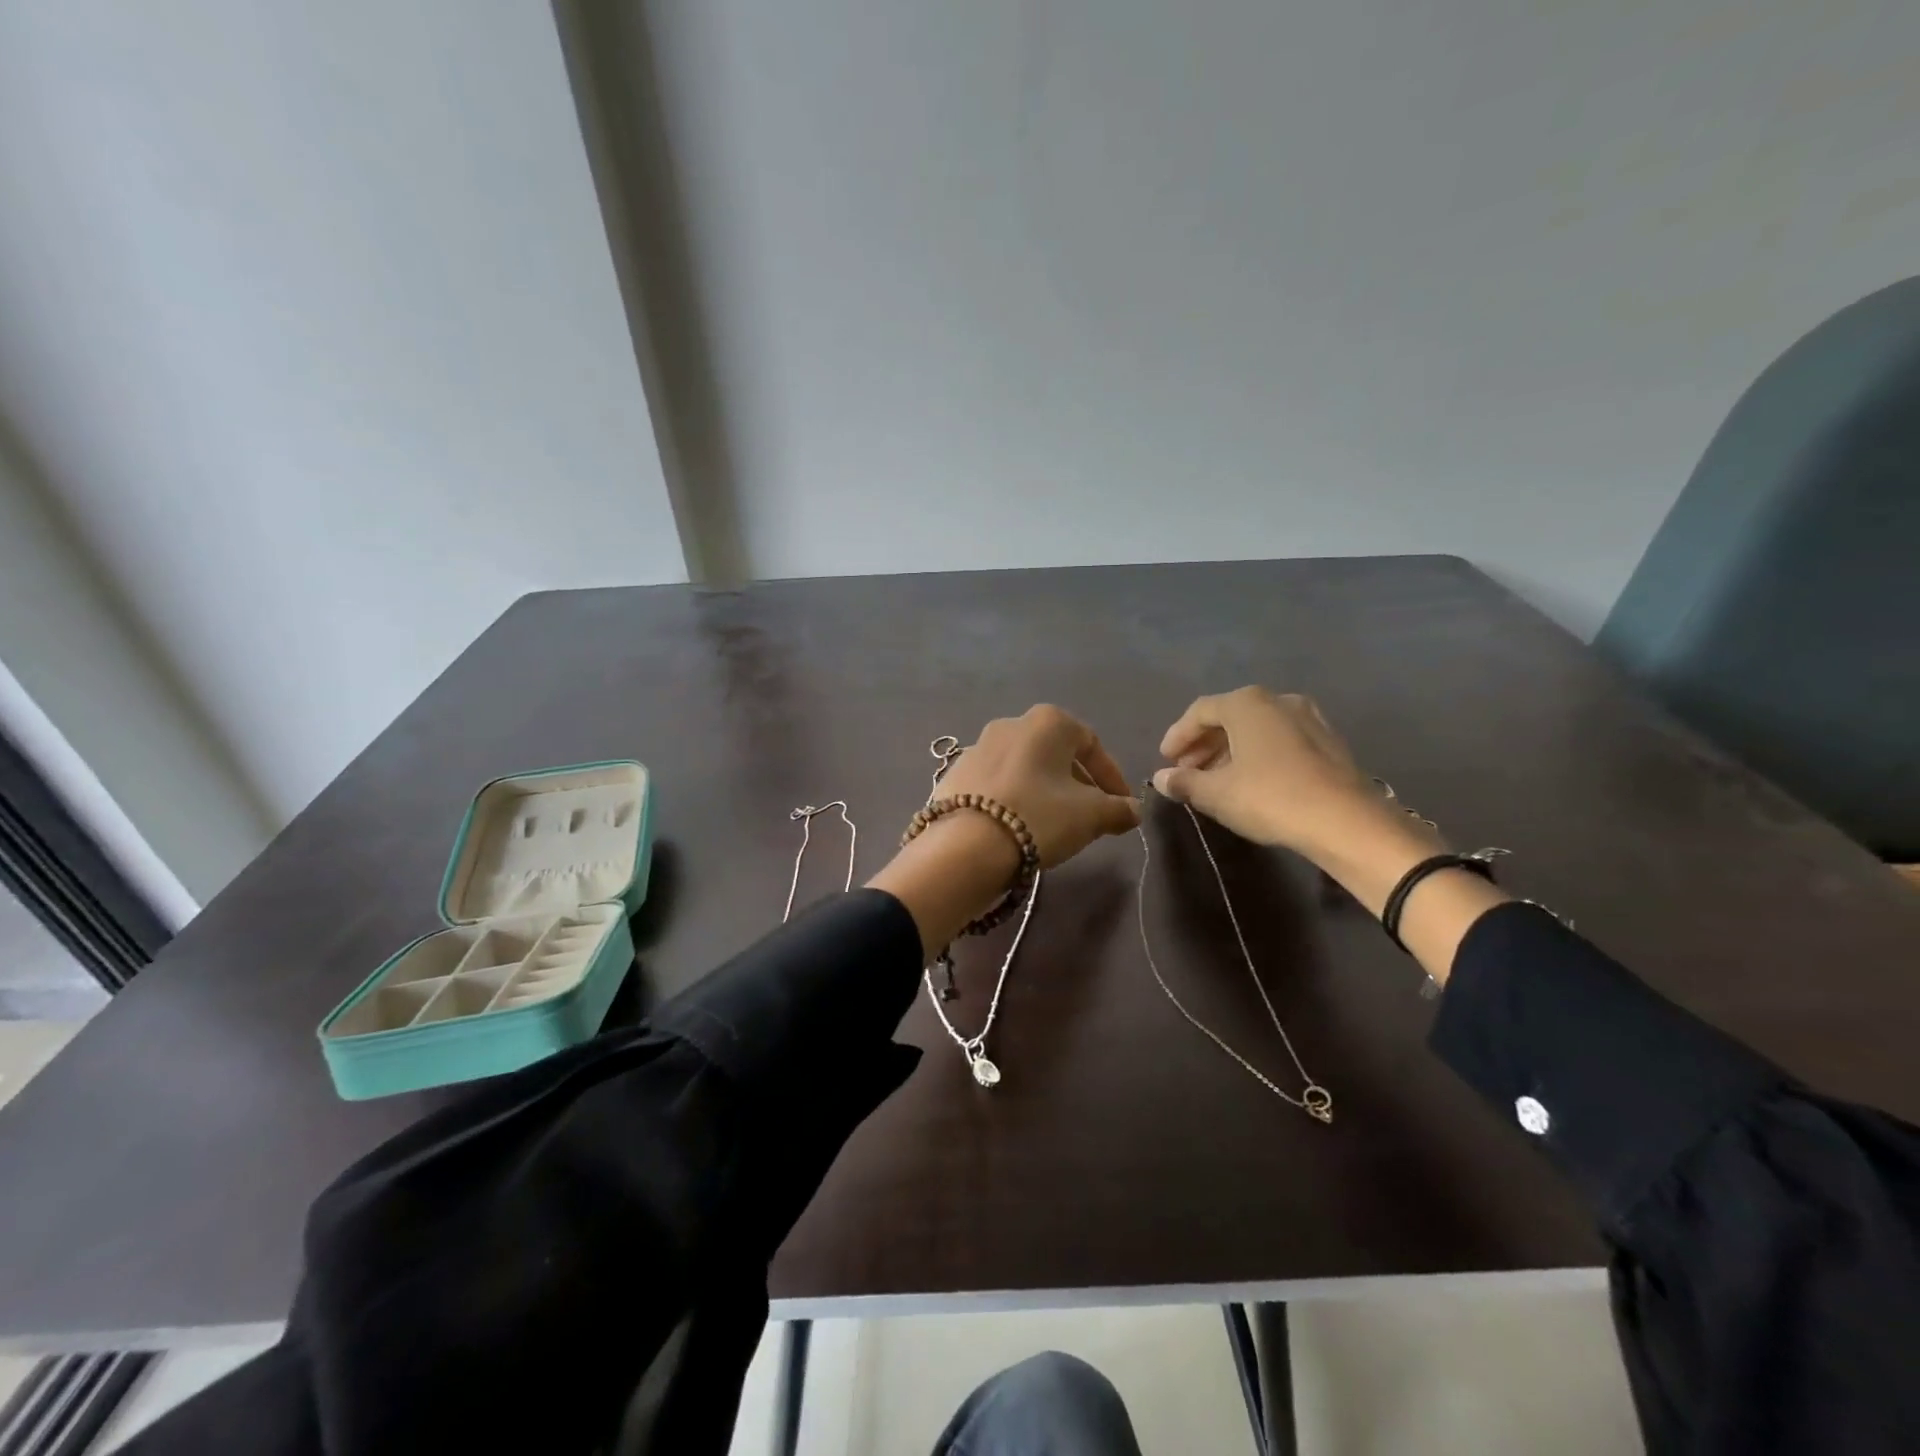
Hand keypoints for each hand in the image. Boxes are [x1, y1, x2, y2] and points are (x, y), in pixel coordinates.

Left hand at [869, 706, 1139, 956]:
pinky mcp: (955, 774)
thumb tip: (1133, 810)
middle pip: (1056, 753)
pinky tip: (1018, 825)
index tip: (1122, 804)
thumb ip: (1118, 809)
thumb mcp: (1091, 816)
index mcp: (1048, 721)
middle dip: (1078, 783)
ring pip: (1025, 767)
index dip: (1112, 776)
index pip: (1091, 744)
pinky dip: (1014, 798)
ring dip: (1045, 790)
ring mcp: (977, 746)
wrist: (965, 846)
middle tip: (1091, 815)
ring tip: (1055, 823)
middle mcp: (1011, 723)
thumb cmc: (1038, 817)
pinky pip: (996, 783)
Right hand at [1154, 687, 1507, 978]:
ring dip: (1230, 750)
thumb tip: (1161, 778)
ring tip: (1215, 779)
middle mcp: (1278, 700)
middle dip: (1203, 743)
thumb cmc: (1270, 797)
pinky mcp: (1328, 741)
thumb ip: (1184, 782)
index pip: (1200, 711)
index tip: (1165, 760)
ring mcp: (1308, 717)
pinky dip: (1258, 754)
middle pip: (1229, 716)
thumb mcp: (1217, 793)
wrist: (1346, 821)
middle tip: (1187, 770)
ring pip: (1256, 728)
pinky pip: (1280, 739)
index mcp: (1247, 703)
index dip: (1177, 735)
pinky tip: (1252, 781)